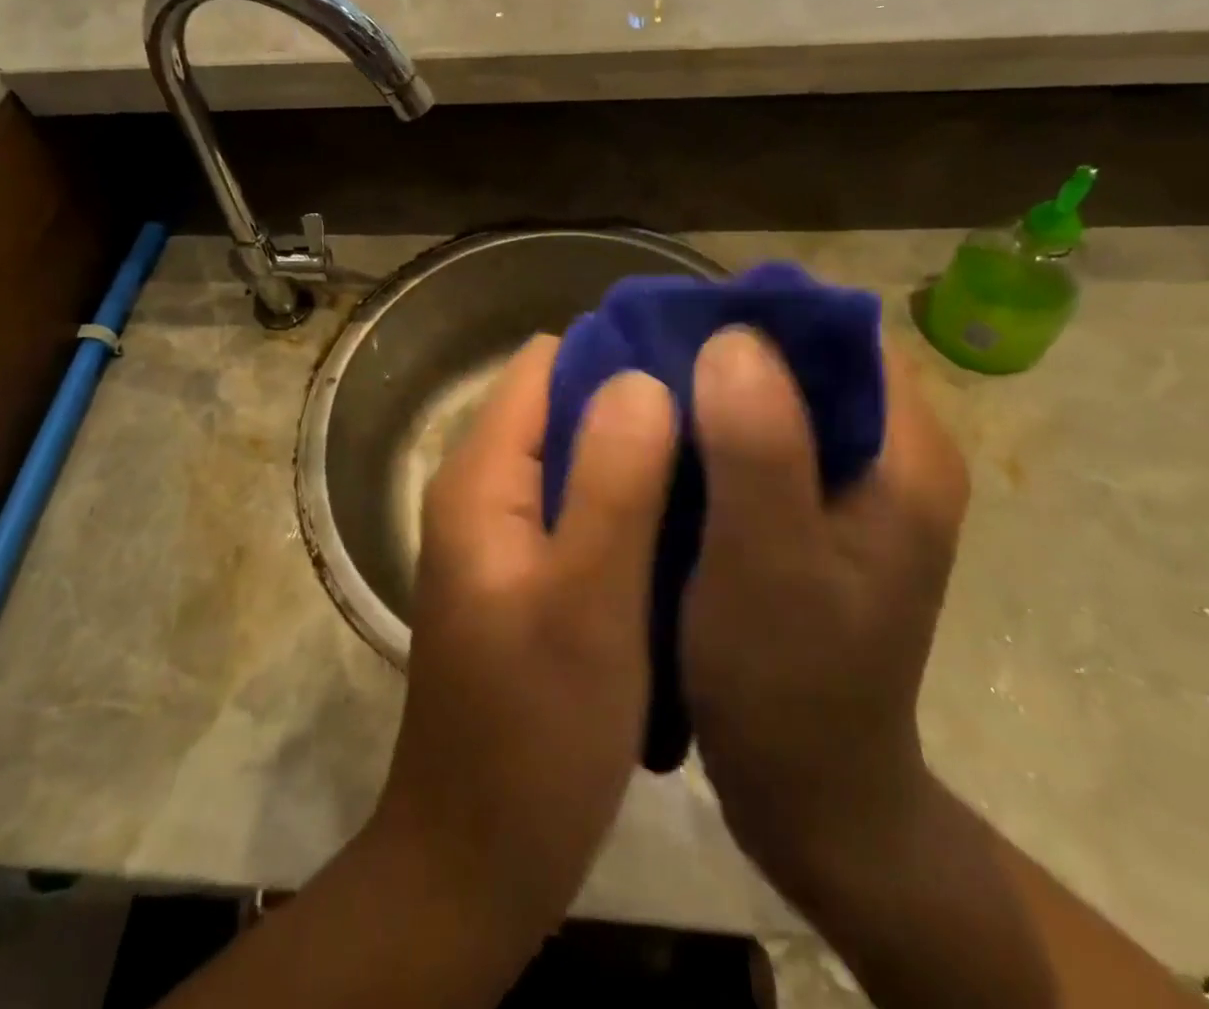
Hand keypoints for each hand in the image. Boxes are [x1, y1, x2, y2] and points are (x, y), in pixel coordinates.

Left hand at [371, 335, 677, 944]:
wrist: (482, 856)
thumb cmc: (535, 731)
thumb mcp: (586, 600)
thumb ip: (613, 481)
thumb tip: (642, 377)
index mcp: (482, 476)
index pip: (548, 365)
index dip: (620, 351)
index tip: (701, 362)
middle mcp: (484, 488)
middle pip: (564, 404)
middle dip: (639, 397)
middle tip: (727, 410)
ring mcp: (504, 532)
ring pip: (578, 454)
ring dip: (640, 447)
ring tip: (721, 454)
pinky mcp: (528, 571)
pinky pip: (583, 503)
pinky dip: (630, 494)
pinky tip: (687, 514)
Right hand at [681, 326, 969, 914]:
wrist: (813, 798)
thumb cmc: (790, 683)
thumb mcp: (768, 562)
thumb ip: (759, 446)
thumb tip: (733, 335)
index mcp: (905, 455)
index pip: (843, 333)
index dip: (762, 313)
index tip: (681, 321)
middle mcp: (889, 458)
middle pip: (807, 362)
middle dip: (725, 349)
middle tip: (643, 356)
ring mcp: (852, 490)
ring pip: (777, 400)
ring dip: (711, 389)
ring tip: (640, 392)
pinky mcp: (815, 517)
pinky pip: (761, 444)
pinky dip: (711, 432)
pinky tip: (660, 444)